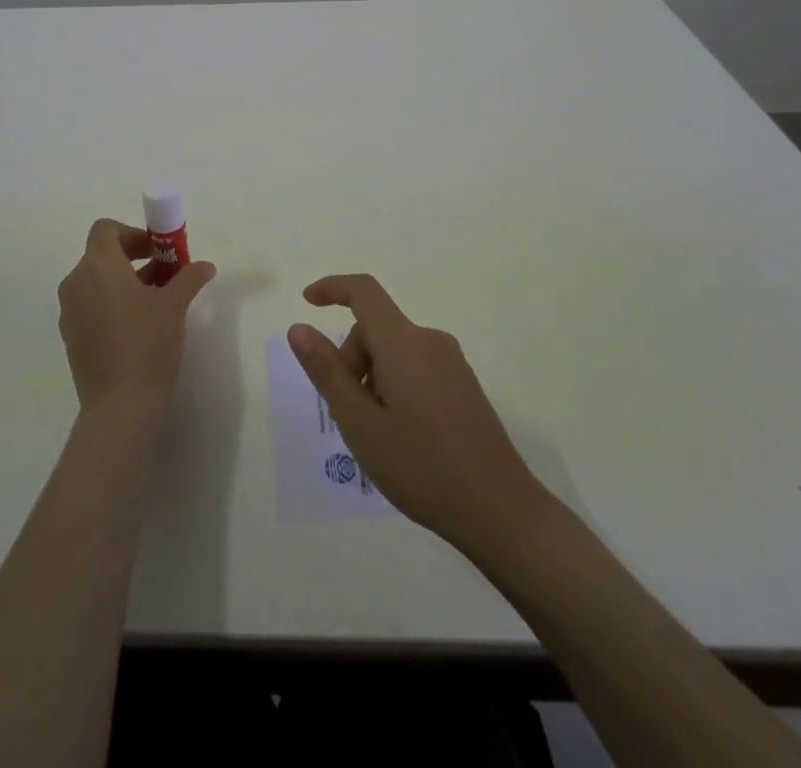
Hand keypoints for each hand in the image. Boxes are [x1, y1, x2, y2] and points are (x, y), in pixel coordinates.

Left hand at [58, 218, 216, 414]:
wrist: (120, 406)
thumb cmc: (148, 343)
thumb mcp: (175, 305)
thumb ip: (188, 278)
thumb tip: (205, 266)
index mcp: (98, 265)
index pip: (106, 229)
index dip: (132, 234)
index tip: (157, 252)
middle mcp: (76, 282)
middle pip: (101, 255)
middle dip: (132, 259)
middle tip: (163, 275)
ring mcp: (69, 311)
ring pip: (95, 282)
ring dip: (122, 282)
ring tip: (154, 302)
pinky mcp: (70, 337)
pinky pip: (89, 306)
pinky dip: (110, 304)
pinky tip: (136, 328)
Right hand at [288, 274, 551, 559]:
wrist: (501, 511)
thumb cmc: (421, 467)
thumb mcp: (360, 424)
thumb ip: (327, 371)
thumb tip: (299, 327)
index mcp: (403, 343)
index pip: (364, 291)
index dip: (332, 288)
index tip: (307, 302)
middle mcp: (430, 341)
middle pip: (376, 329)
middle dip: (351, 359)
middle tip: (347, 414)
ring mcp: (452, 363)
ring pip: (395, 351)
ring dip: (373, 377)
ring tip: (376, 433)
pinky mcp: (465, 385)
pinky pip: (416, 367)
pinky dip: (396, 386)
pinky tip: (402, 436)